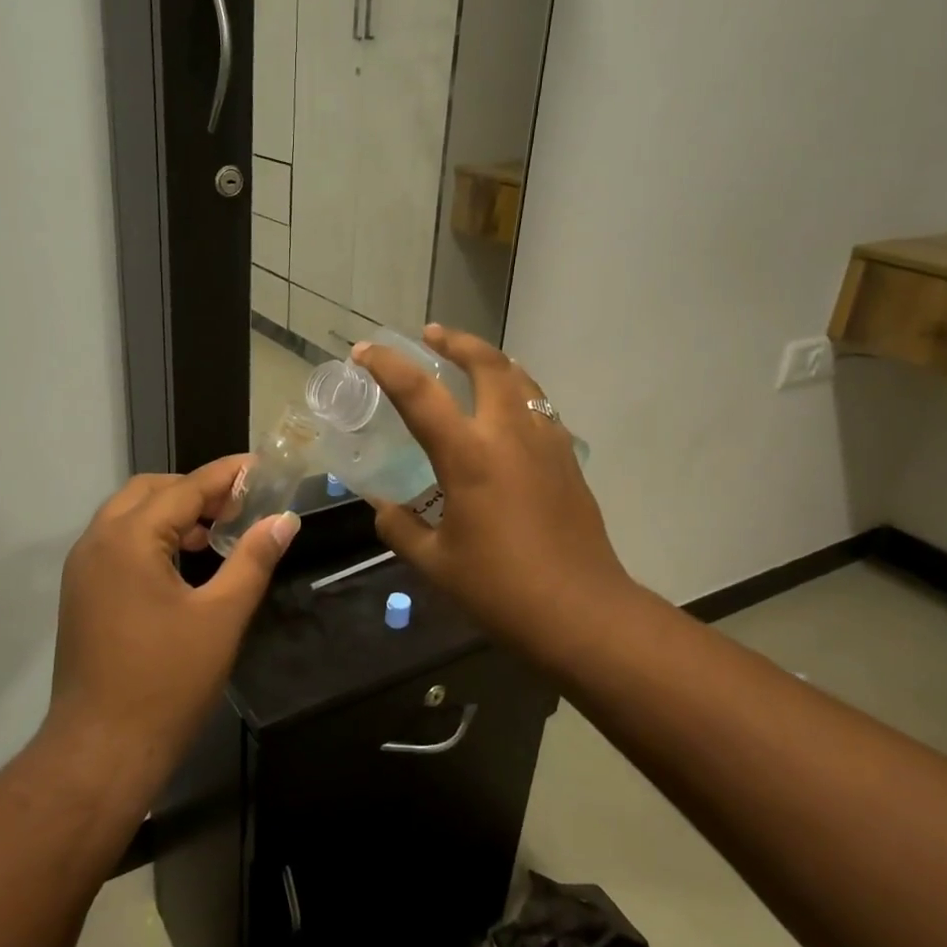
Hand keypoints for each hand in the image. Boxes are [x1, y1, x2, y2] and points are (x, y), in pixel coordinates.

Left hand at [48, 457, 298, 771]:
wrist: (102, 750)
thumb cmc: (168, 681)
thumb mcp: (222, 617)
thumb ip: (253, 560)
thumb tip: (284, 519)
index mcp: (128, 539)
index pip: (184, 488)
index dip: (225, 475)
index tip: (260, 466)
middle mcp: (97, 542)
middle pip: (150, 491)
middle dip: (195, 490)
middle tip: (240, 504)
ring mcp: (83, 568)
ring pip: (130, 515)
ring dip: (172, 512)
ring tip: (218, 531)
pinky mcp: (82, 593)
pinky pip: (119, 542)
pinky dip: (152, 536)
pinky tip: (186, 561)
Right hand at [354, 326, 636, 662]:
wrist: (582, 613)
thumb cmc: (500, 589)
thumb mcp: (435, 563)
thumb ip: (401, 528)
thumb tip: (384, 510)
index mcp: (469, 455)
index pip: (419, 394)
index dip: (387, 366)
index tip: (365, 350)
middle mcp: (510, 434)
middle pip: (487, 364)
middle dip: (456, 342)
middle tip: (432, 334)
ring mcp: (546, 443)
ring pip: (522, 379)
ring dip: (491, 361)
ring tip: (470, 360)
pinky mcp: (568, 460)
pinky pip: (540, 407)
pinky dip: (518, 391)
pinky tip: (508, 411)